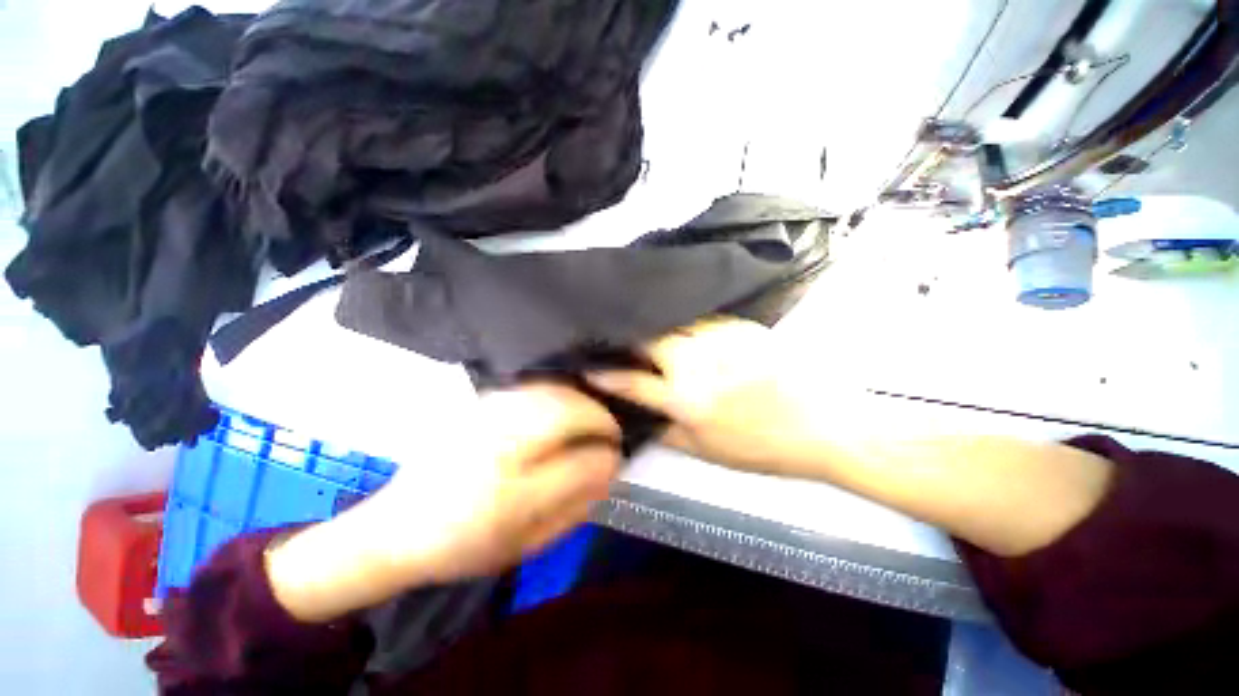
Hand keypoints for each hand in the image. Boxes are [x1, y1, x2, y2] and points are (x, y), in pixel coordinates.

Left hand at [267, 383, 621, 621]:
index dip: (606, 456)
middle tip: (610, 431)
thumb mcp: (527, 545)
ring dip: (581, 400)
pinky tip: (564, 406)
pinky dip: (557, 392)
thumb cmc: (465, 547)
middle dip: (599, 418)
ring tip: (591, 417)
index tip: (616, 456)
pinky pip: (531, 387)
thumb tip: (610, 467)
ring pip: (551, 392)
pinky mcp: (477, 403)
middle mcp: (495, 446)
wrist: (397, 529)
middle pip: (566, 412)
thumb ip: (575, 506)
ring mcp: (484, 417)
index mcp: (507, 497)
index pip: (579, 462)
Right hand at [587, 317, 828, 475]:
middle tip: (618, 342)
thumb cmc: (761, 447)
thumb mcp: (705, 451)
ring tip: (643, 330)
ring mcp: (720, 337)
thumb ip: (664, 431)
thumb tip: (636, 414)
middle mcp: (697, 361)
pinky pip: (699, 318)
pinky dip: (682, 323)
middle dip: (628, 339)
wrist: (823, 424)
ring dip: (654, 327)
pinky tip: (680, 327)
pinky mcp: (740, 325)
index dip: (604, 374)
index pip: (631, 382)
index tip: (586, 366)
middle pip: (649, 338)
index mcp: (687, 399)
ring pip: (672, 322)